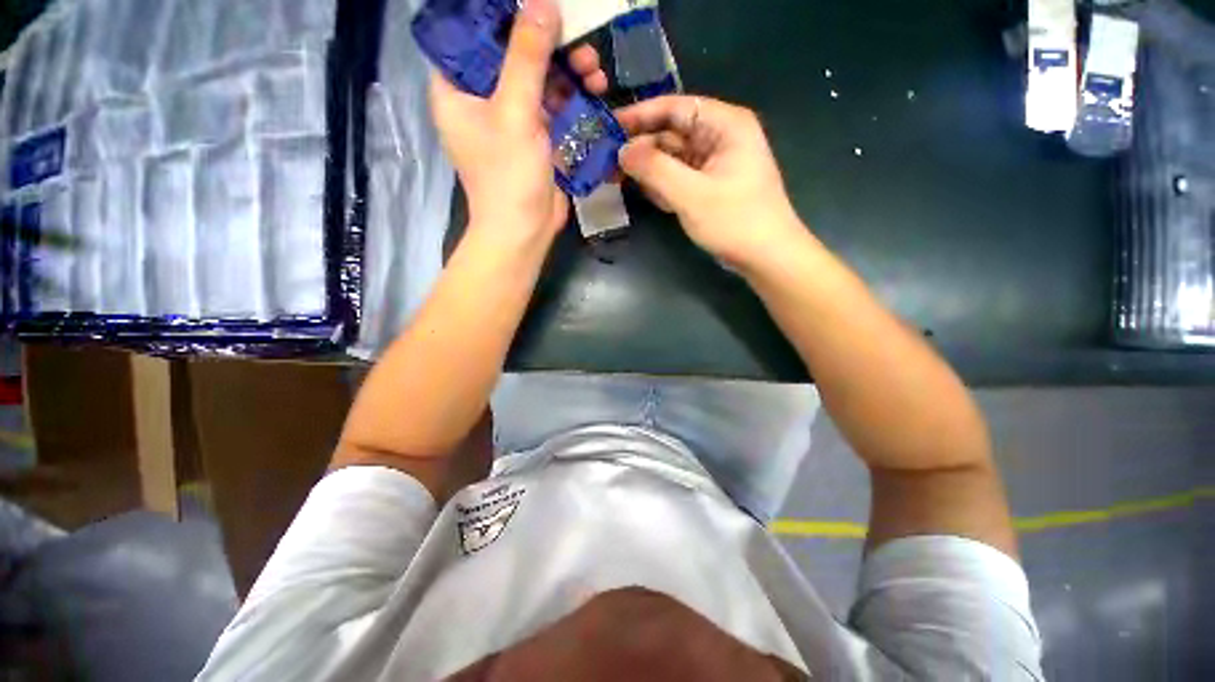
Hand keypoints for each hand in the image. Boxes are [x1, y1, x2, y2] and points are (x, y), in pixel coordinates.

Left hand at [428, 0, 605, 246]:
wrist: (525, 232)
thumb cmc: (508, 176)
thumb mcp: (514, 112)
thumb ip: (527, 56)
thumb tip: (542, 3)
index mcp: (457, 88)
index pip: (473, 34)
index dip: (504, 16)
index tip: (538, 9)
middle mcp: (482, 99)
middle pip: (513, 55)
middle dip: (549, 46)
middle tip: (580, 41)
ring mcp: (511, 120)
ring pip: (539, 80)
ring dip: (568, 73)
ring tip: (595, 71)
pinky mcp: (536, 138)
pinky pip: (554, 107)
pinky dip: (574, 99)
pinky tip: (595, 92)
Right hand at [615, 96, 805, 270]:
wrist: (766, 257)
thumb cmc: (734, 221)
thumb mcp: (691, 194)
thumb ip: (654, 169)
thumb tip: (622, 151)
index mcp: (724, 124)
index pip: (675, 108)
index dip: (640, 115)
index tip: (610, 127)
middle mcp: (720, 137)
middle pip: (672, 133)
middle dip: (642, 148)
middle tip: (609, 162)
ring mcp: (715, 164)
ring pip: (673, 158)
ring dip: (650, 169)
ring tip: (619, 179)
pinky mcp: (710, 186)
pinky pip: (680, 178)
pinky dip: (663, 185)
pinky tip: (649, 196)